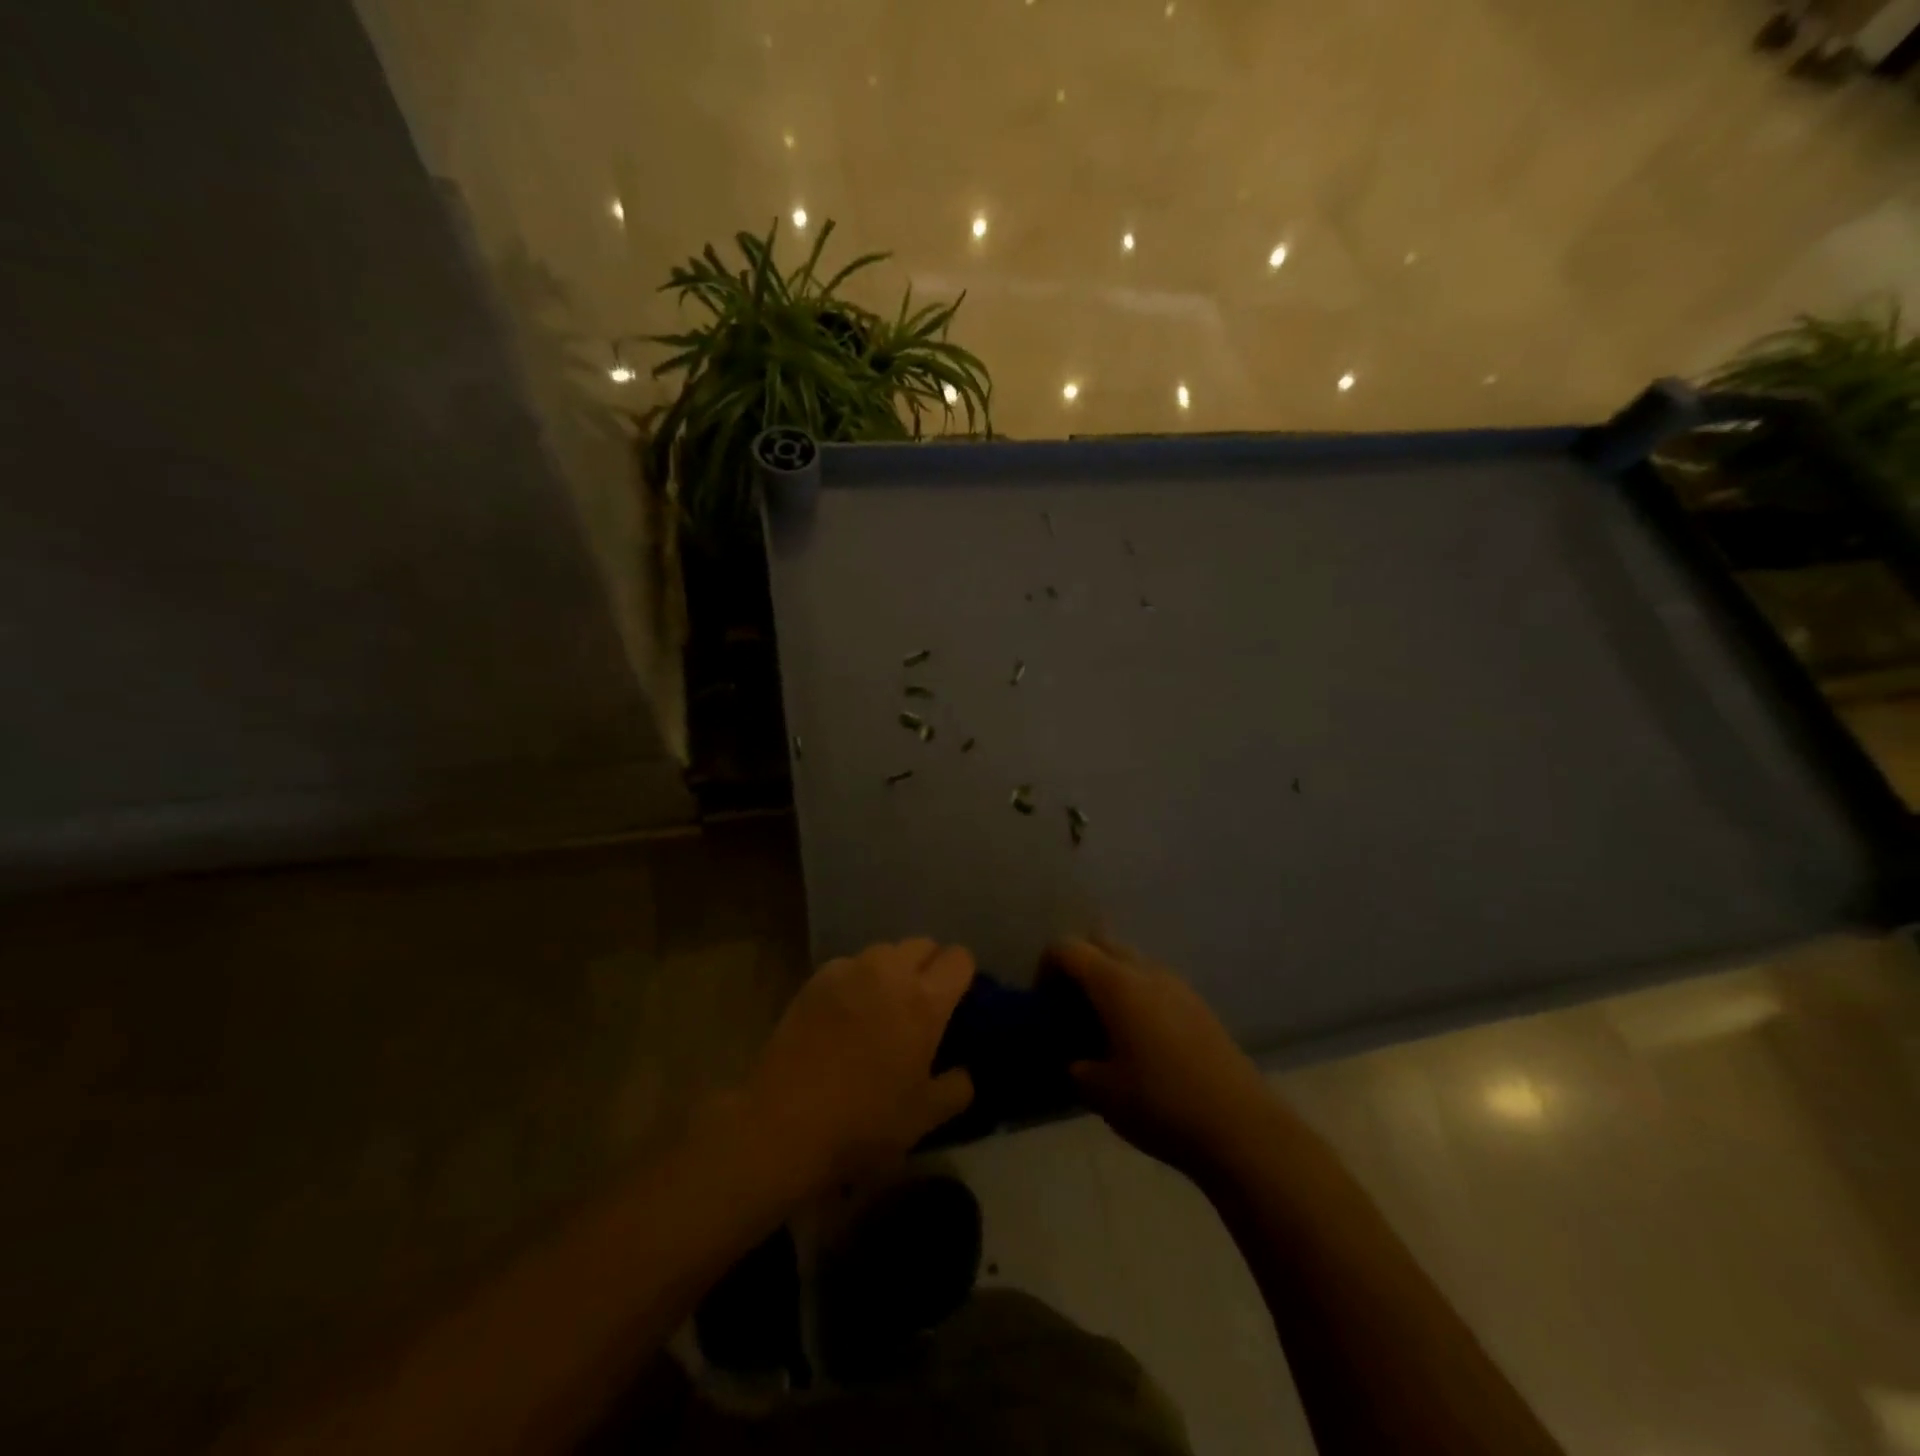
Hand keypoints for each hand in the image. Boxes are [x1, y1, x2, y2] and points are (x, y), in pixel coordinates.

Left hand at [744, 938, 975, 1192]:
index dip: (964, 976)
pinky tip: (847, 1014)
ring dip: (893, 969)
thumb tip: (965, 1071)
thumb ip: (957, 1087)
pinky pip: (850, 965)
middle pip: (922, 944)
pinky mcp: (816, 978)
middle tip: (923, 1004)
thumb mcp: (925, 1117)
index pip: (959, 958)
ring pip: (885, 951)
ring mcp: (849, 970)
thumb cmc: (864, 1121)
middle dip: (930, 966)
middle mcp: (889, 972)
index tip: (958, 1002)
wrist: (783, 1122)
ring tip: (883, 1005)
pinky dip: (858, 980)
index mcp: (924, 1000)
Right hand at [1046, 938, 1272, 1176]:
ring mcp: (1177, 984)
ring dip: (1110, 979)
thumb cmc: (1160, 1104)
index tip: (1042, 1003)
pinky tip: (1140, 1039)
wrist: (1240, 1127)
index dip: (1045, 968)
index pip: (1067, 948)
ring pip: (1131, 961)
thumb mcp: (1100, 1093)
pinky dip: (1137, 995)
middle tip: (1070, 1008)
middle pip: (1101, 944)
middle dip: (1079, 967)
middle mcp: (1145, 971)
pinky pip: (1155, 982)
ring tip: (1104, 1025)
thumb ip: (1076, 1066)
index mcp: (1115, 984)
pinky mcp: (1199, 1004)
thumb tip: (1076, 1059)